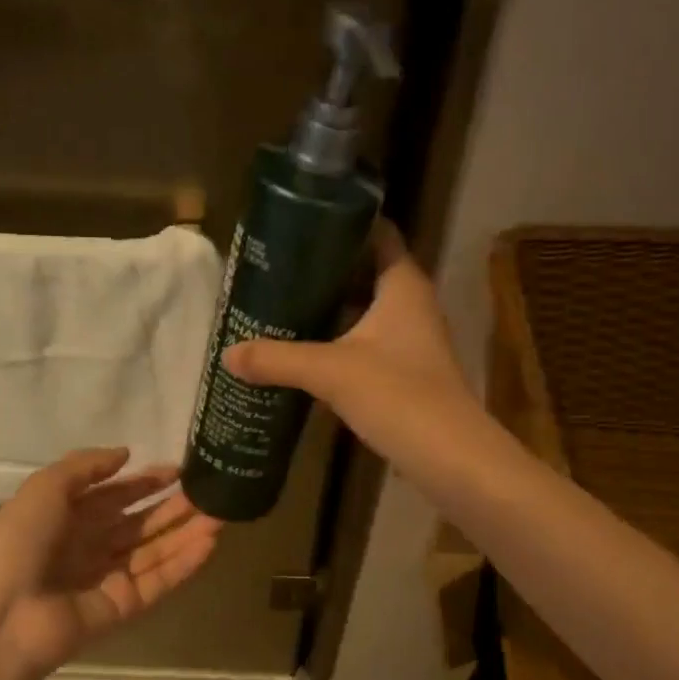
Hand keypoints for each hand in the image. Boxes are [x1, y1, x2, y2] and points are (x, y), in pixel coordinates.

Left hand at [0, 449, 220, 674]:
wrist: (2, 618)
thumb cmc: (18, 544)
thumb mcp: (44, 489)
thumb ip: (85, 466)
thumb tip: (126, 453)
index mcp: (66, 518)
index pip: (114, 496)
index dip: (144, 482)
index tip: (178, 470)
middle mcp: (89, 546)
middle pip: (139, 523)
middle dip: (172, 507)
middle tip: (210, 492)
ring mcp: (107, 579)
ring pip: (155, 552)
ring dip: (186, 534)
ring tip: (221, 515)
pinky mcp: (122, 608)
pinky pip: (158, 583)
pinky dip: (184, 565)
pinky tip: (209, 544)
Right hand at [222, 223, 480, 468]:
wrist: (450, 459)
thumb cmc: (399, 396)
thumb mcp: (331, 372)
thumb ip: (278, 359)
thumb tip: (228, 353)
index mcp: (403, 285)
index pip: (379, 234)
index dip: (344, 223)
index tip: (301, 220)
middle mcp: (412, 305)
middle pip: (366, 272)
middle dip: (325, 269)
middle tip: (277, 266)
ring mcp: (411, 341)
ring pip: (364, 311)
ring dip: (329, 308)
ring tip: (281, 303)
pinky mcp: (405, 373)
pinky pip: (365, 343)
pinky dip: (338, 341)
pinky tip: (304, 350)